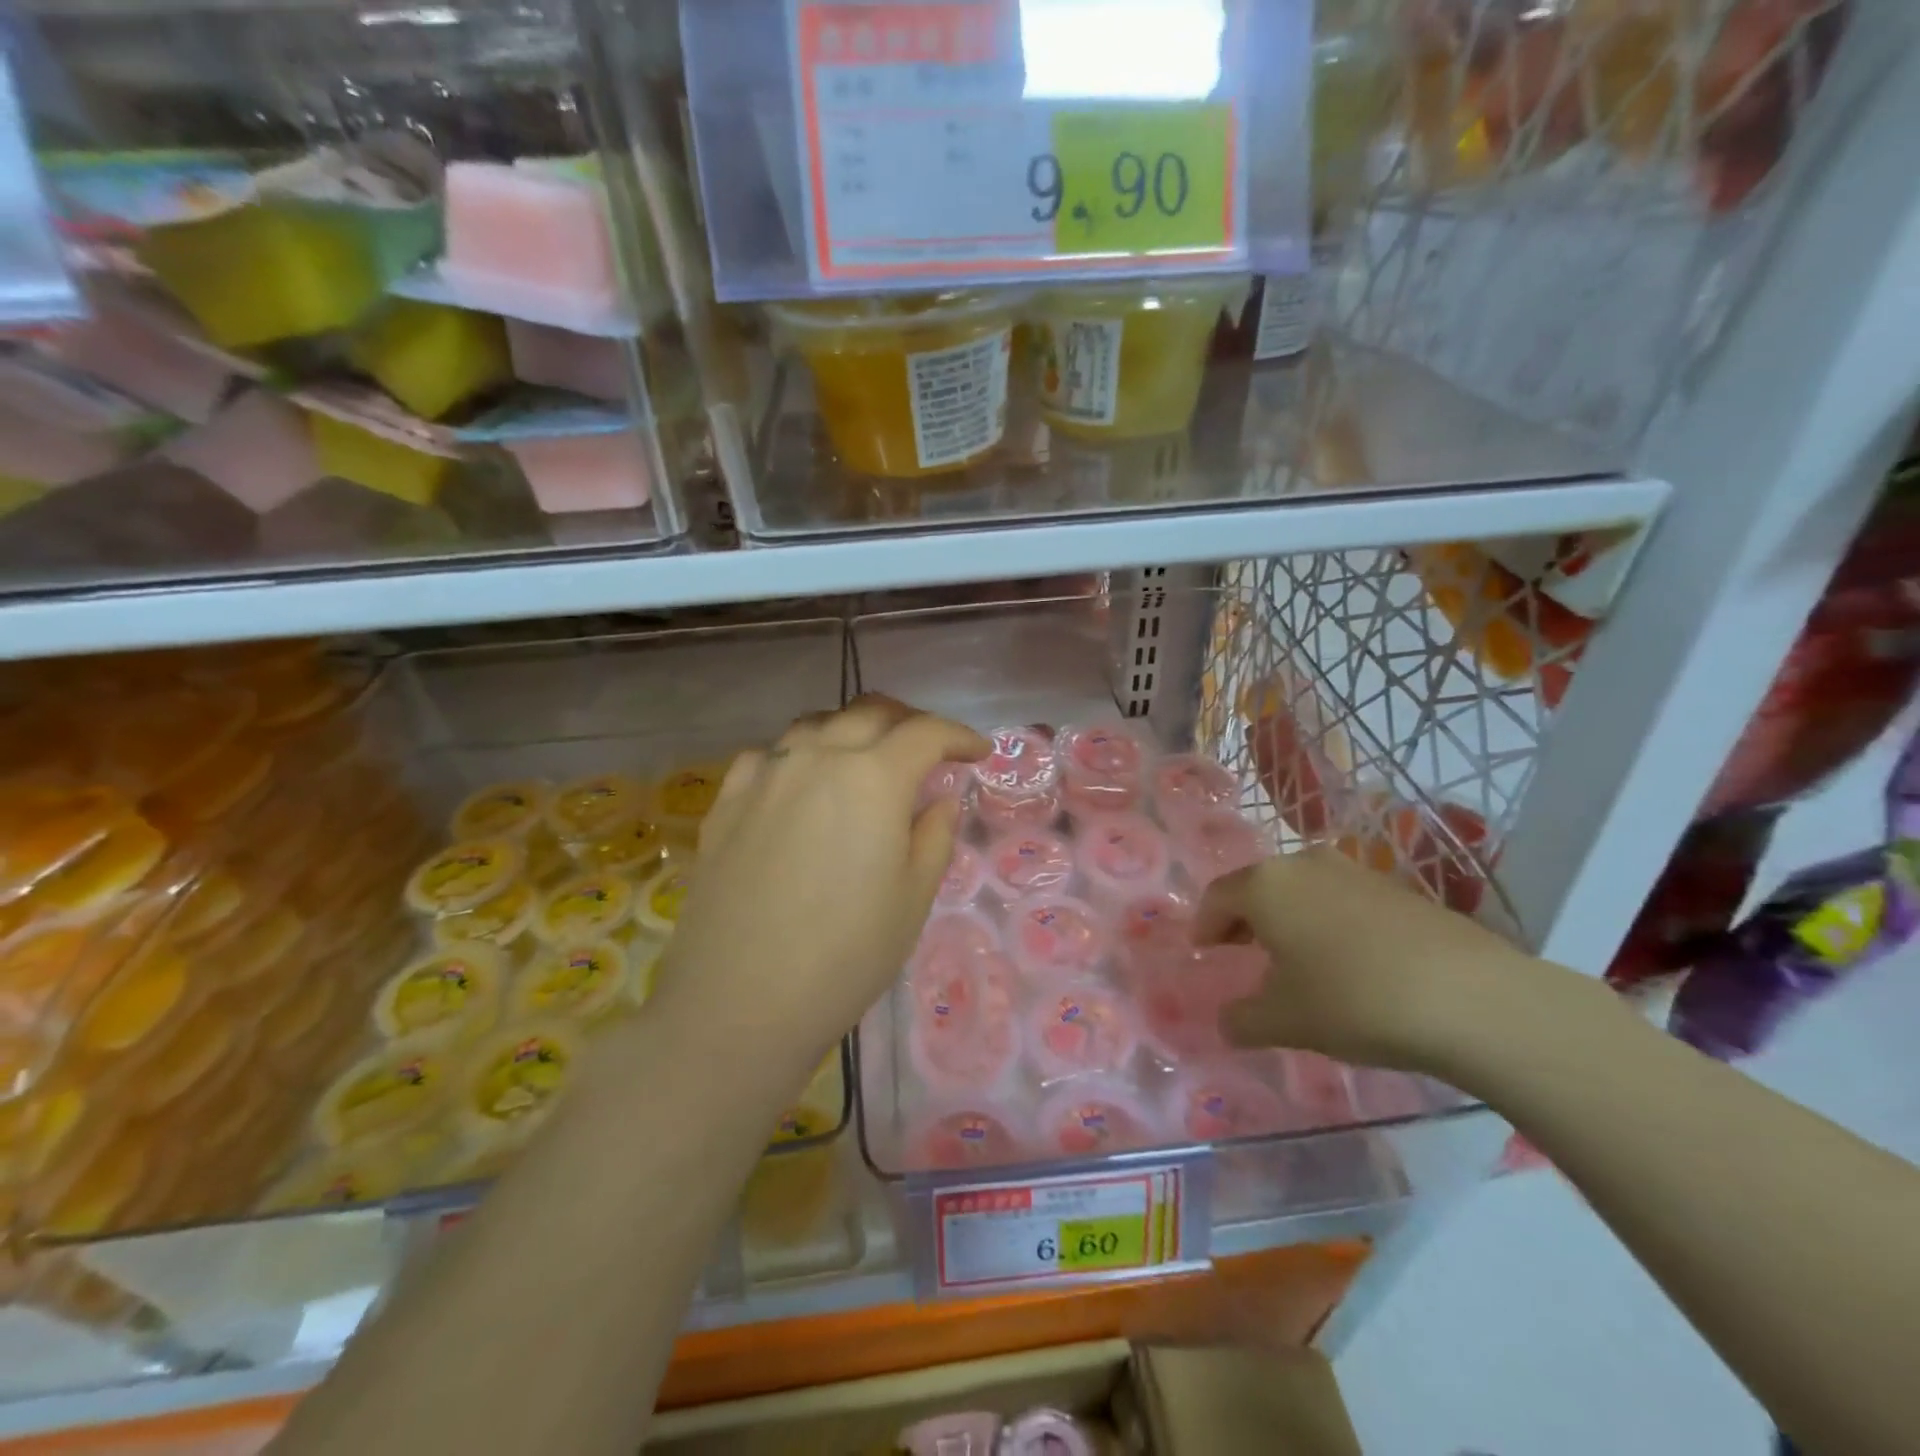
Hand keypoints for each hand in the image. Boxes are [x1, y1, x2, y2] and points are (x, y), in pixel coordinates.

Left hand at [651, 696, 987, 1081]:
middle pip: (870, 713)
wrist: (741, 1002)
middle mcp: (817, 758)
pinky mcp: (727, 802)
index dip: (959, 736)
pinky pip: (768, 755)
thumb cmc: (846, 955)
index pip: (926, 733)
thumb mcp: (914, 898)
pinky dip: (798, 756)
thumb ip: (935, 835)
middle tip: (928, 749)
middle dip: (909, 722)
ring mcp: (766, 776)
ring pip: (816, 724)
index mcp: (873, 778)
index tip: (977, 752)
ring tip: (866, 758)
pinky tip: (800, 782)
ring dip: (852, 730)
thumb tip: (939, 799)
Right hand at [1195, 847, 1545, 1073]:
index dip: (1204, 925)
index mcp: (1266, 885)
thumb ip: (1242, 1019)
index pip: (1218, 897)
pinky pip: (1343, 901)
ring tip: (1294, 959)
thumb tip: (1227, 1021)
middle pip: (1259, 887)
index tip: (1203, 952)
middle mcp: (1305, 865)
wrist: (1470, 998)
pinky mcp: (1399, 890)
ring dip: (1289, 919)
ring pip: (1303, 891)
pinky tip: (1346, 961)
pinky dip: (1328, 923)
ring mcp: (1356, 872)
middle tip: (1240, 952)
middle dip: (1245, 919)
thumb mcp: (1284, 1021)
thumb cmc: (1353, 1000)